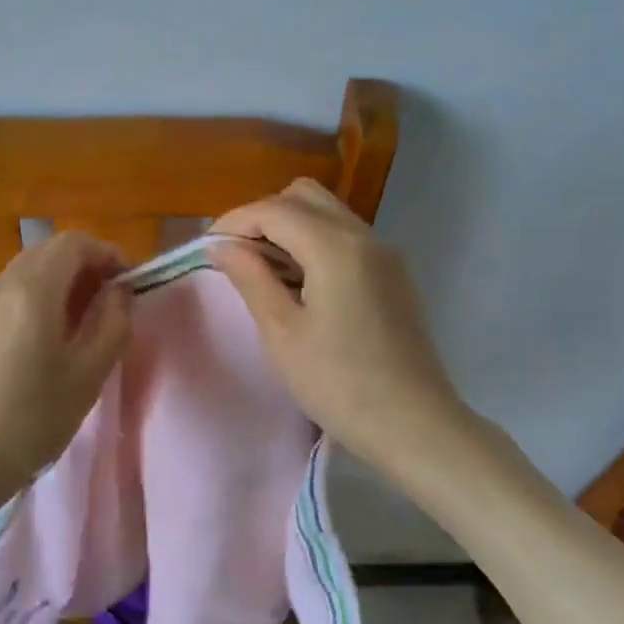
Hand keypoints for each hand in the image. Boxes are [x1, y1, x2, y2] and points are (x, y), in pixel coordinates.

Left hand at [0, 232, 131, 517]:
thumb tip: (118, 292)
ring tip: (86, 324)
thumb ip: (112, 324)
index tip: (130, 285)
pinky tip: (50, 341)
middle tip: (112, 304)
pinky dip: (41, 299)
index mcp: (33, 289)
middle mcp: (3, 285)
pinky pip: (14, 294)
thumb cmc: (29, 420)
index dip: (109, 254)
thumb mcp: (88, 375)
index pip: (75, 242)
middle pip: (50, 251)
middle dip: (87, 266)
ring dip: (64, 283)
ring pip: (30, 272)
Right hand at [209, 180, 465, 477]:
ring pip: (328, 214)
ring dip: (290, 228)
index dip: (234, 222)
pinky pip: (346, 237)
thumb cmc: (339, 384)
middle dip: (264, 216)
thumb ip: (251, 278)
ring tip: (264, 272)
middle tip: (238, 257)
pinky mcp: (394, 275)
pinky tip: (300, 284)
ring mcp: (385, 254)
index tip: (208, 248)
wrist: (415, 426)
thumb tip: (223, 247)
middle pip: (304, 197)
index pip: (274, 209)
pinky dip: (315, 243)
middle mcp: (365, 237)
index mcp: (336, 247)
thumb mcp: (282, 333)